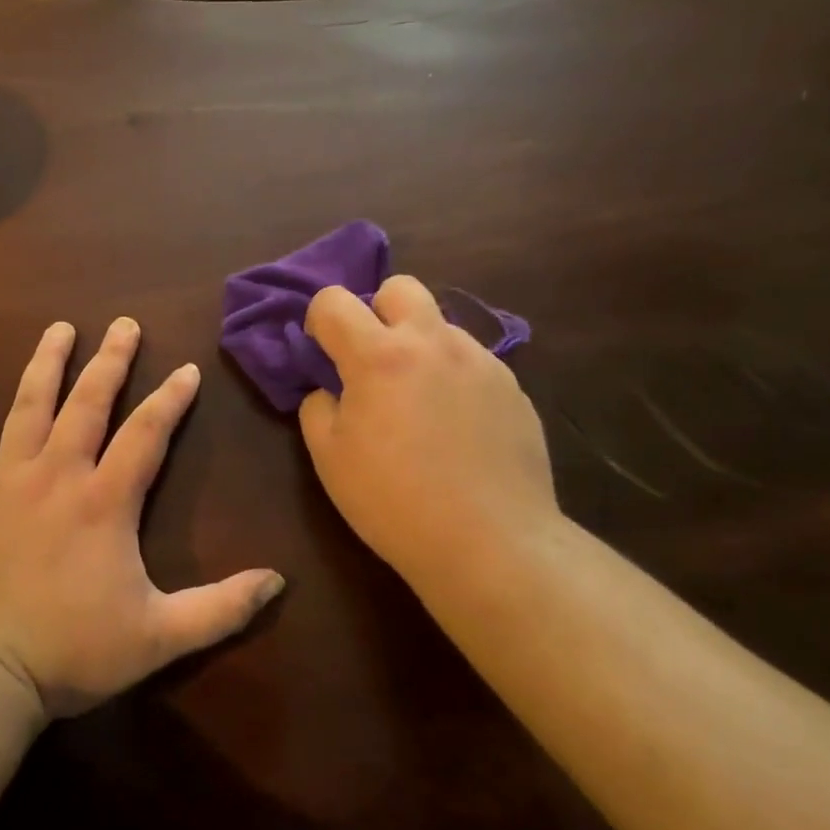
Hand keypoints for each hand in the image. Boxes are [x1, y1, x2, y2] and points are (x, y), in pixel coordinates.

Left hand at [0, 318, 284, 717]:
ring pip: (29, 407)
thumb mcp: (158, 638)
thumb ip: (220, 609)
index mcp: (105, 502)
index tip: (185, 369)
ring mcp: (4, 481)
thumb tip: (278, 582)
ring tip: (60, 329)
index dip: (170, 399)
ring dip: (46, 364)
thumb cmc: (68, 654)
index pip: (147, 434)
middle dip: (110, 361)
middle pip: (89, 403)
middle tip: (123, 324)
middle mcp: (57, 475)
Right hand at [300, 276, 558, 591]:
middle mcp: (432, 343)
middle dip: (378, 311)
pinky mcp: (512, 386)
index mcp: (379, 356)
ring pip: (441, 325)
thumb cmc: (394, 502)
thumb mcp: (330, 459)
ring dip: (420, 346)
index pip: (334, 301)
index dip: (318, 320)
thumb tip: (329, 390)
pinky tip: (457, 426)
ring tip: (421, 402)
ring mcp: (480, 361)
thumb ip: (317, 408)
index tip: (322, 353)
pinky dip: (454, 377)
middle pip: (401, 287)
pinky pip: (473, 361)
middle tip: (374, 361)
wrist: (490, 541)